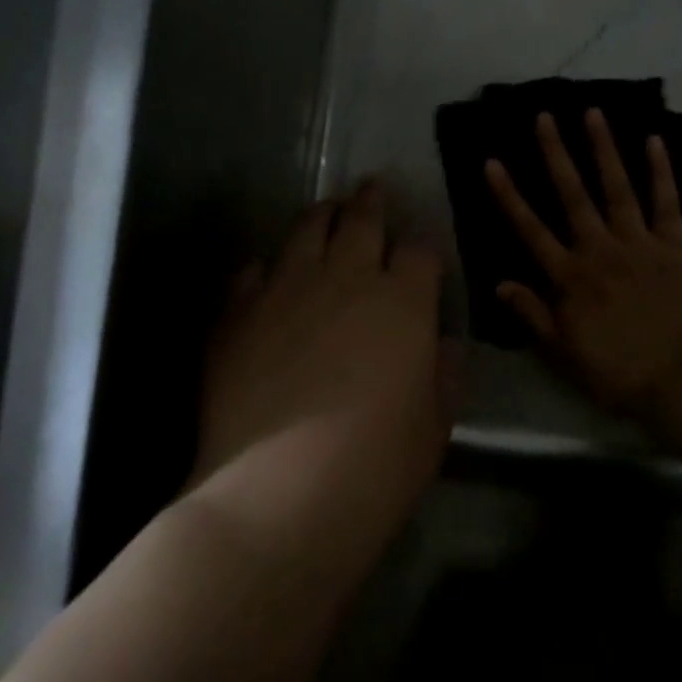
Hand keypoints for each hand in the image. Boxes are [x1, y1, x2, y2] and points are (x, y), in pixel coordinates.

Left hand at [197, 183, 448, 497]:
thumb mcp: (434, 426)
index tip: (420, 259)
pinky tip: (267, 275)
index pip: (420, 252)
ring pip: (306, 231)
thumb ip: (443, 375)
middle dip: (372, 202)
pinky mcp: (238, 314)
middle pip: (363, 220)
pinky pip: (252, 272)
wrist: (280, 493)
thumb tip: (442, 344)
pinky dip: (265, 268)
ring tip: (326, 211)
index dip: (423, 251)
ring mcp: (287, 290)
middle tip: (372, 188)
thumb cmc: (378, 465)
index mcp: (404, 301)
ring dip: (322, 216)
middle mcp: (347, 278)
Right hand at [485, 110, 681, 411]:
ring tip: (593, 113)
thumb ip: (532, 314)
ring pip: (617, 188)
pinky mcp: (675, 246)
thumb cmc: (617, 370)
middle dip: (556, 154)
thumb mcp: (563, 352)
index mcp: (570, 277)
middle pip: (573, 196)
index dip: (509, 196)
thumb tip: (499, 284)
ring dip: (604, 150)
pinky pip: (667, 203)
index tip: (492, 162)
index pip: (531, 230)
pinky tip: (654, 141)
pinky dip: (661, 172)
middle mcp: (600, 250)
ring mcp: (639, 243)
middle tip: (544, 116)